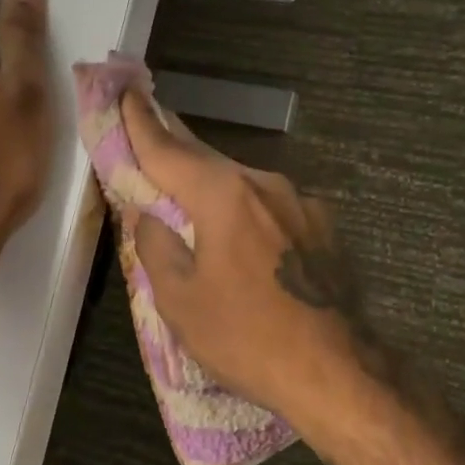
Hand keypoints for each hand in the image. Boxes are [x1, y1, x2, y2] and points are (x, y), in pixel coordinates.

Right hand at [119, 92, 386, 437]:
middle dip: (178, 150)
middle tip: (153, 134)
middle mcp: (266, 185)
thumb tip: (149, 215)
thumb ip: (157, 247)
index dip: (141, 124)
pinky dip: (250, 214)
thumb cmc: (248, 338)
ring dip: (215, 188)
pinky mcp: (325, 227)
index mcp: (225, 196)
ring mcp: (302, 204)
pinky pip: (273, 208)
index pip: (169, 151)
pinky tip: (247, 241)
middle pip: (209, 161)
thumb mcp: (180, 302)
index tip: (126, 92)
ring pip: (244, 185)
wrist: (338, 372)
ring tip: (195, 201)